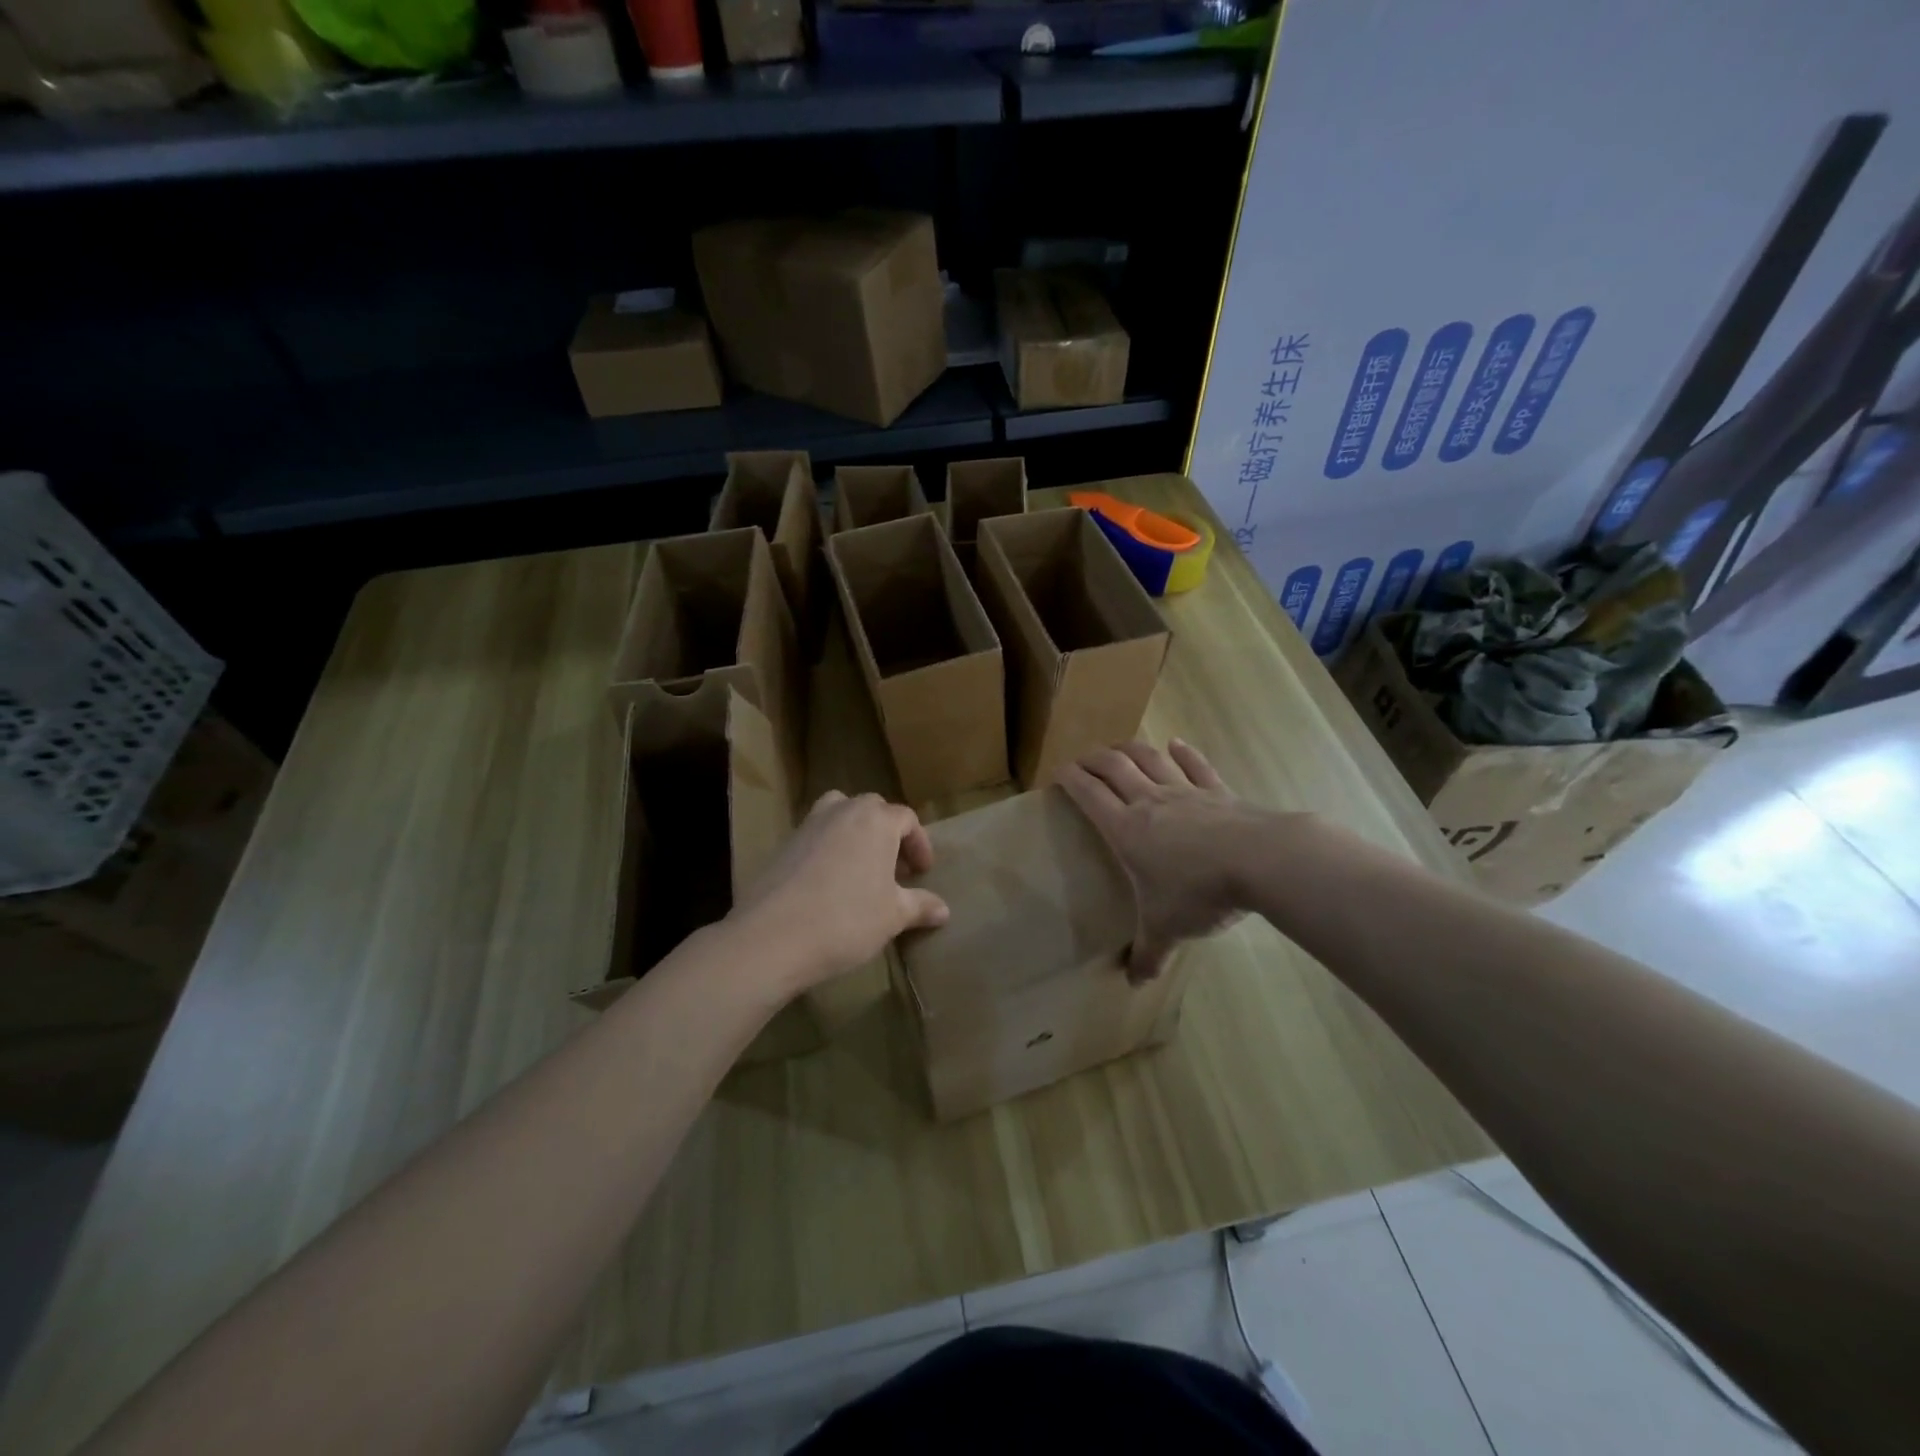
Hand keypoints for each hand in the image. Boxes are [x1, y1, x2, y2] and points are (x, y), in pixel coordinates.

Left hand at [731, 790, 949, 993]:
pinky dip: (829, 846)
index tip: (922, 872)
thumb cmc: (846, 920)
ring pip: (840, 813)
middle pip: (873, 809)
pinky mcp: (784, 843)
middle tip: (895, 868)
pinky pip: (816, 833)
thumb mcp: (892, 916)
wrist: (772, 936)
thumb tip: (943, 910)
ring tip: (861, 865)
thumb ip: (920, 906)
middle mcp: (843, 811)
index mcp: (876, 820)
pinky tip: (829, 881)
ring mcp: (809, 824)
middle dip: (888, 834)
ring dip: (855, 831)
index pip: (906, 818)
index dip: (919, 844)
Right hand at [1060, 739, 1263, 980]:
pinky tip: (1176, 745)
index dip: (1070, 778)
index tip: (1058, 772)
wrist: (1260, 862)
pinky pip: (1195, 765)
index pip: (1089, 793)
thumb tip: (1133, 983)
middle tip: (1083, 760)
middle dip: (1093, 759)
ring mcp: (1185, 791)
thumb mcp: (1167, 928)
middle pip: (1114, 767)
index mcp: (1126, 828)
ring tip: (1118, 747)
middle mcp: (1149, 801)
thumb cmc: (1199, 893)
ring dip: (1130, 748)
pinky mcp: (1217, 791)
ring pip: (1149, 758)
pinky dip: (1183, 753)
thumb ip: (1148, 954)